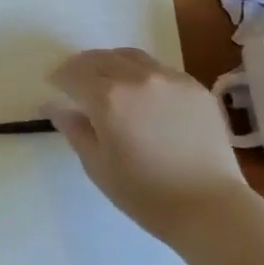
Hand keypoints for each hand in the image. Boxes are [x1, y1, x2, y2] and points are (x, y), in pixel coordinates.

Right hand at [47, 48, 247, 242]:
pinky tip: (142, 93)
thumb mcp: (98, 166)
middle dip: (81, 66)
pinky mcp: (194, 86)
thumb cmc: (145, 194)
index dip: (59, 77)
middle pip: (100, 58)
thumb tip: (53, 105)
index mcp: (108, 98)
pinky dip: (141, 73)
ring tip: (107, 80)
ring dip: (111, 63)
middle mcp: (137, 78)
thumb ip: (73, 129)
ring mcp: (169, 78)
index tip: (53, 85)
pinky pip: (159, 69)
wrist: (210, 207)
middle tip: (75, 81)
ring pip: (130, 57)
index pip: (73, 73)